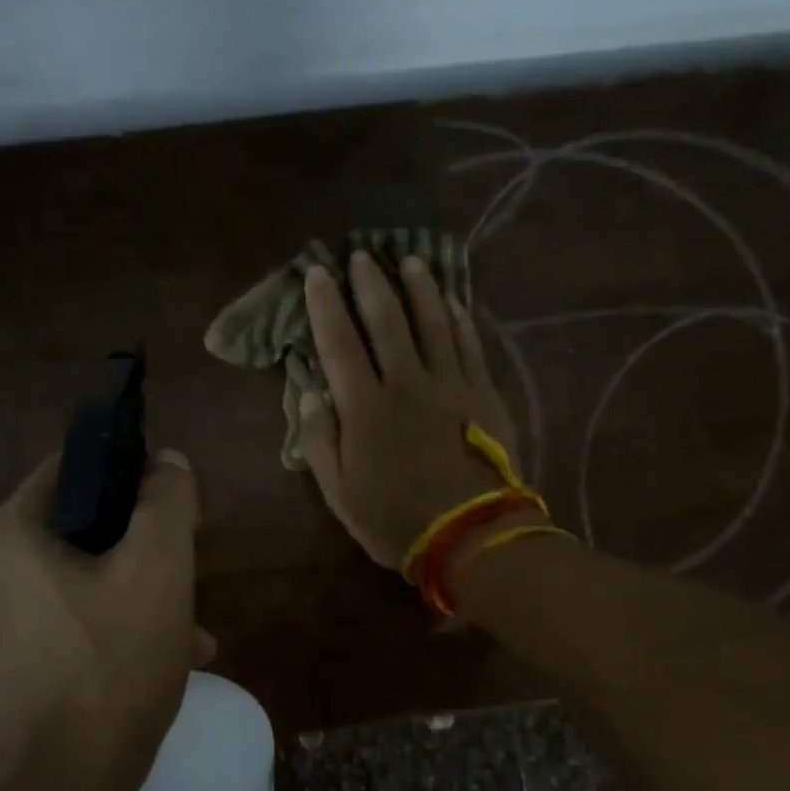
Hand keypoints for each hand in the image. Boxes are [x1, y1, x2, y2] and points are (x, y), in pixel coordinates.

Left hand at [0, 450, 211, 790]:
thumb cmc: (111, 668)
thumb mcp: (158, 570)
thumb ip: (166, 502)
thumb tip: (166, 462)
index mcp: (12, 533)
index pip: (75, 467)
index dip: (132, 472)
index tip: (175, 504)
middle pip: (84, 529)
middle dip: (144, 547)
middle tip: (189, 572)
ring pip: (85, 581)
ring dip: (140, 594)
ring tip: (191, 629)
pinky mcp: (11, 667)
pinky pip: (74, 625)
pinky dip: (117, 631)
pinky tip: (166, 661)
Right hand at [298, 252, 519, 567]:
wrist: (470, 535)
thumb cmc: (394, 519)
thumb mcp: (339, 492)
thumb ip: (319, 440)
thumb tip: (307, 394)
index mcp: (364, 407)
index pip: (338, 343)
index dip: (325, 306)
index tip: (318, 275)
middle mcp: (405, 383)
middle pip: (386, 321)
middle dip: (370, 284)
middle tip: (362, 255)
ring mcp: (449, 383)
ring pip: (432, 322)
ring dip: (419, 288)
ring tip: (410, 261)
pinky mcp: (482, 392)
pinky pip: (468, 343)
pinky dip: (458, 318)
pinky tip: (452, 300)